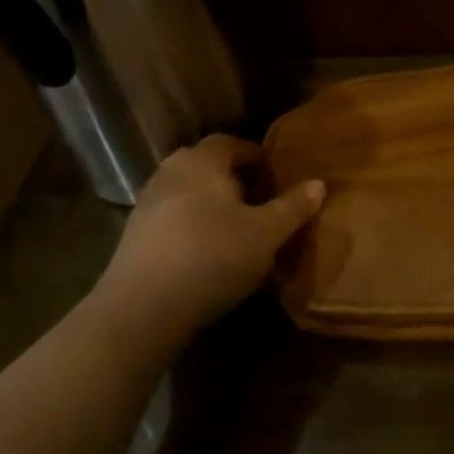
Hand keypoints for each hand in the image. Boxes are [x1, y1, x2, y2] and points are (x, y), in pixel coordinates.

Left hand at [91, 135, 323, 349]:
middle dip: (235, 179)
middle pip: (208, 166)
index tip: (278, 176)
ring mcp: (147, 204)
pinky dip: (194, 226)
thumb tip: (318, 183)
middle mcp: (170, 172)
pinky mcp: (135, 237)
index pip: (232, 142)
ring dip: (214, 204)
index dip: (257, 156)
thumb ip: (293, 207)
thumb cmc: (212, 257)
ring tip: (240, 228)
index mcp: (201, 161)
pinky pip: (174, 219)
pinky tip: (210, 252)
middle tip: (263, 200)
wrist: (142, 310)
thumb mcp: (266, 234)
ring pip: (189, 193)